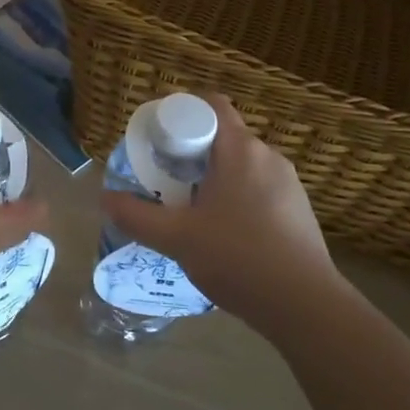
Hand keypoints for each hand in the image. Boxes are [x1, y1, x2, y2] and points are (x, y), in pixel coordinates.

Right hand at [100, 95, 343, 334]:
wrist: (305, 305)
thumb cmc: (237, 257)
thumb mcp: (176, 238)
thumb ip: (136, 216)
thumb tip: (104, 198)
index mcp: (240, 149)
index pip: (210, 105)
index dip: (181, 112)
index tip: (158, 138)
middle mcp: (268, 156)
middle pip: (223, 136)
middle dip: (191, 152)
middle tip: (165, 178)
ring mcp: (289, 183)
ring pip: (241, 165)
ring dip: (214, 177)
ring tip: (190, 209)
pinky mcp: (299, 209)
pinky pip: (259, 188)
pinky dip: (236, 197)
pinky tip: (223, 233)